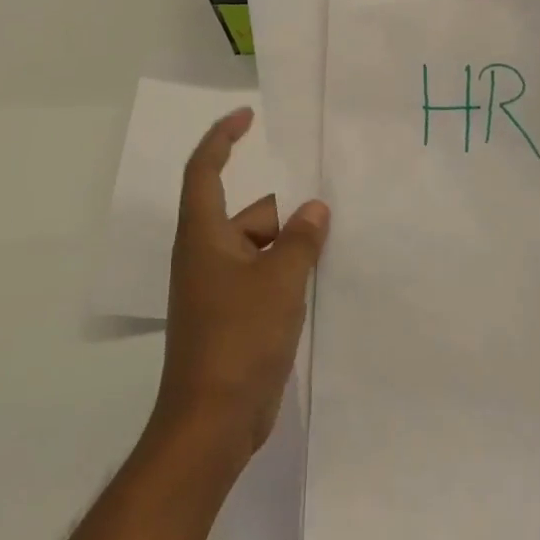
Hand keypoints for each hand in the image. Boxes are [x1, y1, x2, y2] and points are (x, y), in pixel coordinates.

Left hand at [153, 108, 328, 469]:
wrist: (212, 423)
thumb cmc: (239, 339)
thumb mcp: (280, 281)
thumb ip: (301, 239)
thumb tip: (315, 208)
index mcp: (204, 236)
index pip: (205, 170)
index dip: (222, 138)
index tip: (248, 116)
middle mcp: (205, 255)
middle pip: (247, 213)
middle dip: (285, 211)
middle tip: (329, 207)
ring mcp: (217, 289)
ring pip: (259, 247)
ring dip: (291, 244)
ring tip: (335, 242)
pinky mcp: (231, 317)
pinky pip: (262, 277)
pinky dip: (287, 272)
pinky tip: (321, 278)